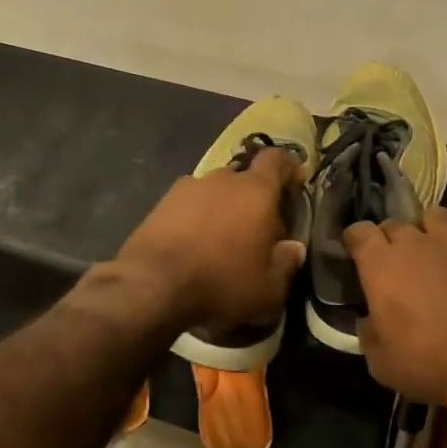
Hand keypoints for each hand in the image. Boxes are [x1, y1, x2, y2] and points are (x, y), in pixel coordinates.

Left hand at [114, 146, 307, 332]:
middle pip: (245, 176)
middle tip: (257, 226)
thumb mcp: (268, 288)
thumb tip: (294, 248)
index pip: (277, 159)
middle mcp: (223, 179)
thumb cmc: (221, 282)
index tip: (294, 186)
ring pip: (215, 189)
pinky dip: (196, 216)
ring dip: (223, 206)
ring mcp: (188, 187)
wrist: (152, 285)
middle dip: (254, 196)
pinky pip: (189, 203)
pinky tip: (193, 242)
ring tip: (221, 238)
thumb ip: (286, 264)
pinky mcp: (162, 202)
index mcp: (256, 190)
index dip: (289, 168)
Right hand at [345, 207, 446, 404]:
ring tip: (435, 251)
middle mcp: (416, 243)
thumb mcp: (381, 362)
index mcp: (382, 264)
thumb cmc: (429, 363)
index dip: (356, 241)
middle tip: (395, 262)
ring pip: (436, 216)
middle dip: (391, 238)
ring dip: (430, 230)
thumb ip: (370, 332)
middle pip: (396, 223)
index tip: (356, 254)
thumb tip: (371, 320)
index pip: (359, 231)